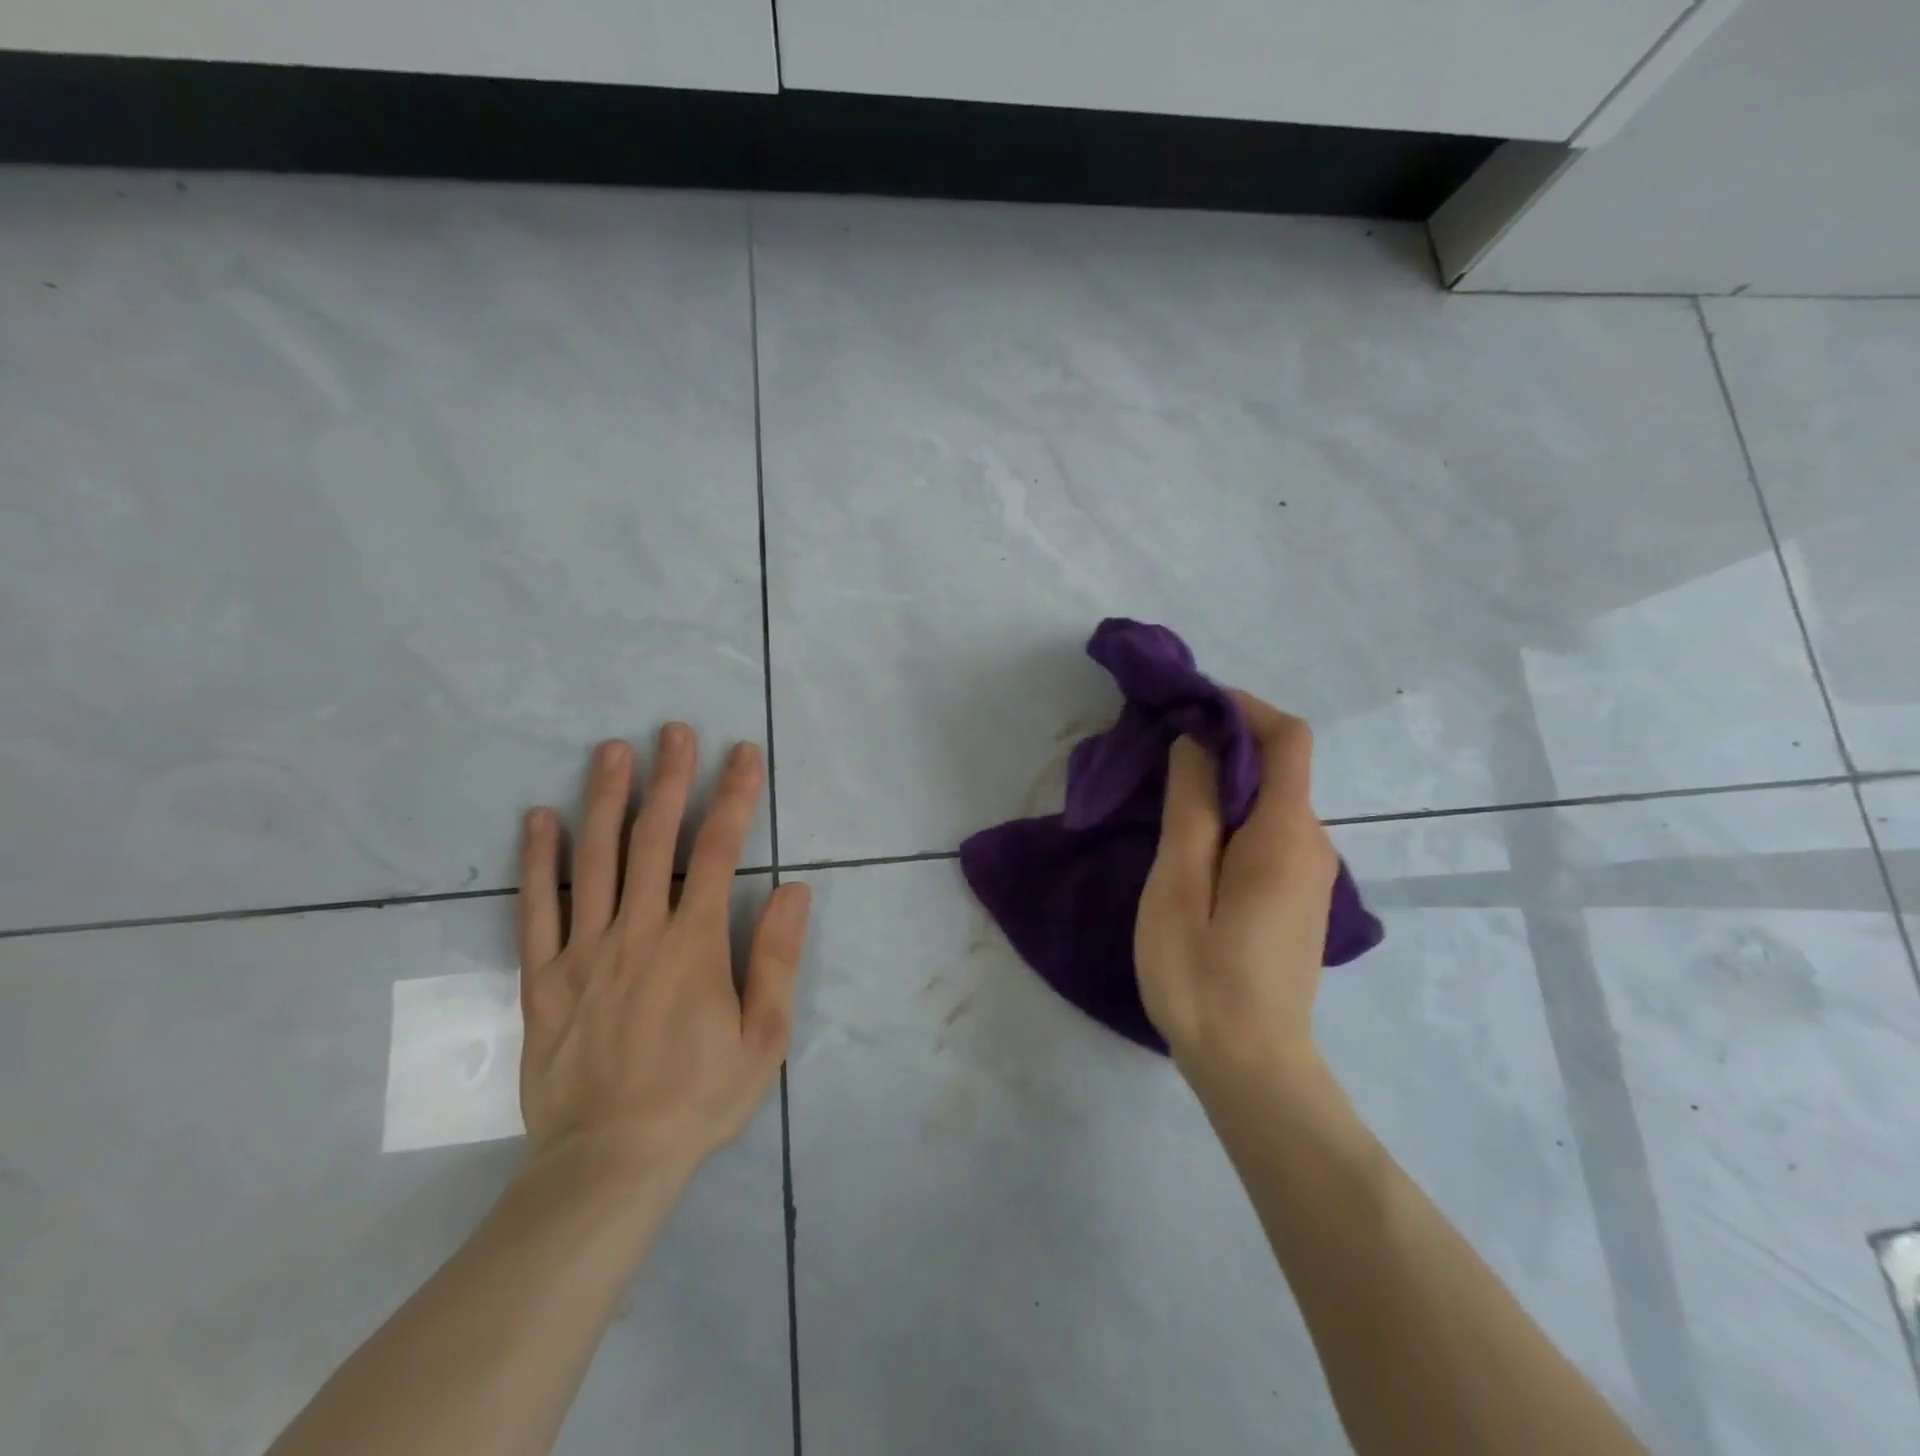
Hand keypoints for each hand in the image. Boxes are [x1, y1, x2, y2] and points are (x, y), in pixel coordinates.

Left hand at [516, 727, 810, 1184]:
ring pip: (594, 860)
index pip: (719, 851)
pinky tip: (540, 818)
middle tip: (673, 730)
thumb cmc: (699, 1098)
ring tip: (612, 750)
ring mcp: (584, 951)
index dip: (734, 796)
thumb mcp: (763, 1037)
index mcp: (694, 944)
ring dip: (606, 799)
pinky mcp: (544, 977)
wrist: (609, 1162)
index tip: (742, 754)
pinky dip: (538, 860)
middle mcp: (638, 932)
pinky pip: (537, 908)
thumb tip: (795, 889)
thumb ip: (777, 958)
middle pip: (655, 839)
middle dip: (669, 779)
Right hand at [1134, 692, 1337, 1079]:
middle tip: (1159, 753)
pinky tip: (1191, 845)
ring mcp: (1309, 875)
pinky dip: (1232, 818)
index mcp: (1287, 834)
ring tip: (1165, 798)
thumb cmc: (1204, 975)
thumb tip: (1198, 743)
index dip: (1243, 708)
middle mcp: (1312, 845)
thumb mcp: (1180, 885)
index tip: (1188, 708)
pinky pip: (1268, 835)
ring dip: (1223, 784)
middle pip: (1278, 767)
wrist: (1252, 1068)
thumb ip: (1192, 808)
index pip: (1288, 738)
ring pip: (1270, 803)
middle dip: (1222, 745)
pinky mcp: (1297, 899)